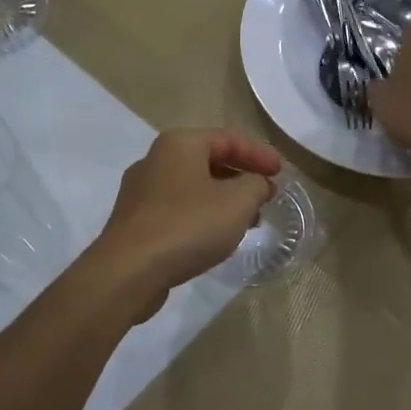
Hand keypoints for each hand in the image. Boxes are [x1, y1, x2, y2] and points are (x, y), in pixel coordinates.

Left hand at [87, 129, 282, 316]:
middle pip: (208, 160)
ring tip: (248, 219)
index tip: (281, 173)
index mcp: (179, 144)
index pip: (228, 138)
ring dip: (223, 199)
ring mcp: (140, 191)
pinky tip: (216, 237)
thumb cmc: (188, 226)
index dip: (258, 153)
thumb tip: (260, 184)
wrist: (129, 271)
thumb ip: (256, 186)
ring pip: (193, 186)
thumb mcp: (237, 203)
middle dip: (241, 177)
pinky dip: (202, 215)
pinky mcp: (135, 221)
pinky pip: (178, 209)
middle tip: (266, 195)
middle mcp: (155, 159)